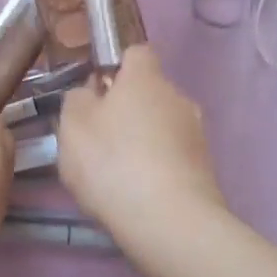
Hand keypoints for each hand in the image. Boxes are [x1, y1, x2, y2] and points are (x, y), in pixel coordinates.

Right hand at [58, 46, 225, 243]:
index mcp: (146, 78)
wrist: (170, 223)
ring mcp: (196, 134)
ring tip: (116, 173)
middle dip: (127, 108)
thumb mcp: (72, 125)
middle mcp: (177, 97)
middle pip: (149, 92)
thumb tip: (91, 92)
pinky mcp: (205, 169)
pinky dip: (155, 167)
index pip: (135, 53)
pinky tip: (136, 193)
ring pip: (161, 126)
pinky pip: (172, 156)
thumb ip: (77, 99)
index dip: (115, 66)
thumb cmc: (113, 162)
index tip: (96, 90)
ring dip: (142, 140)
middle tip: (98, 138)